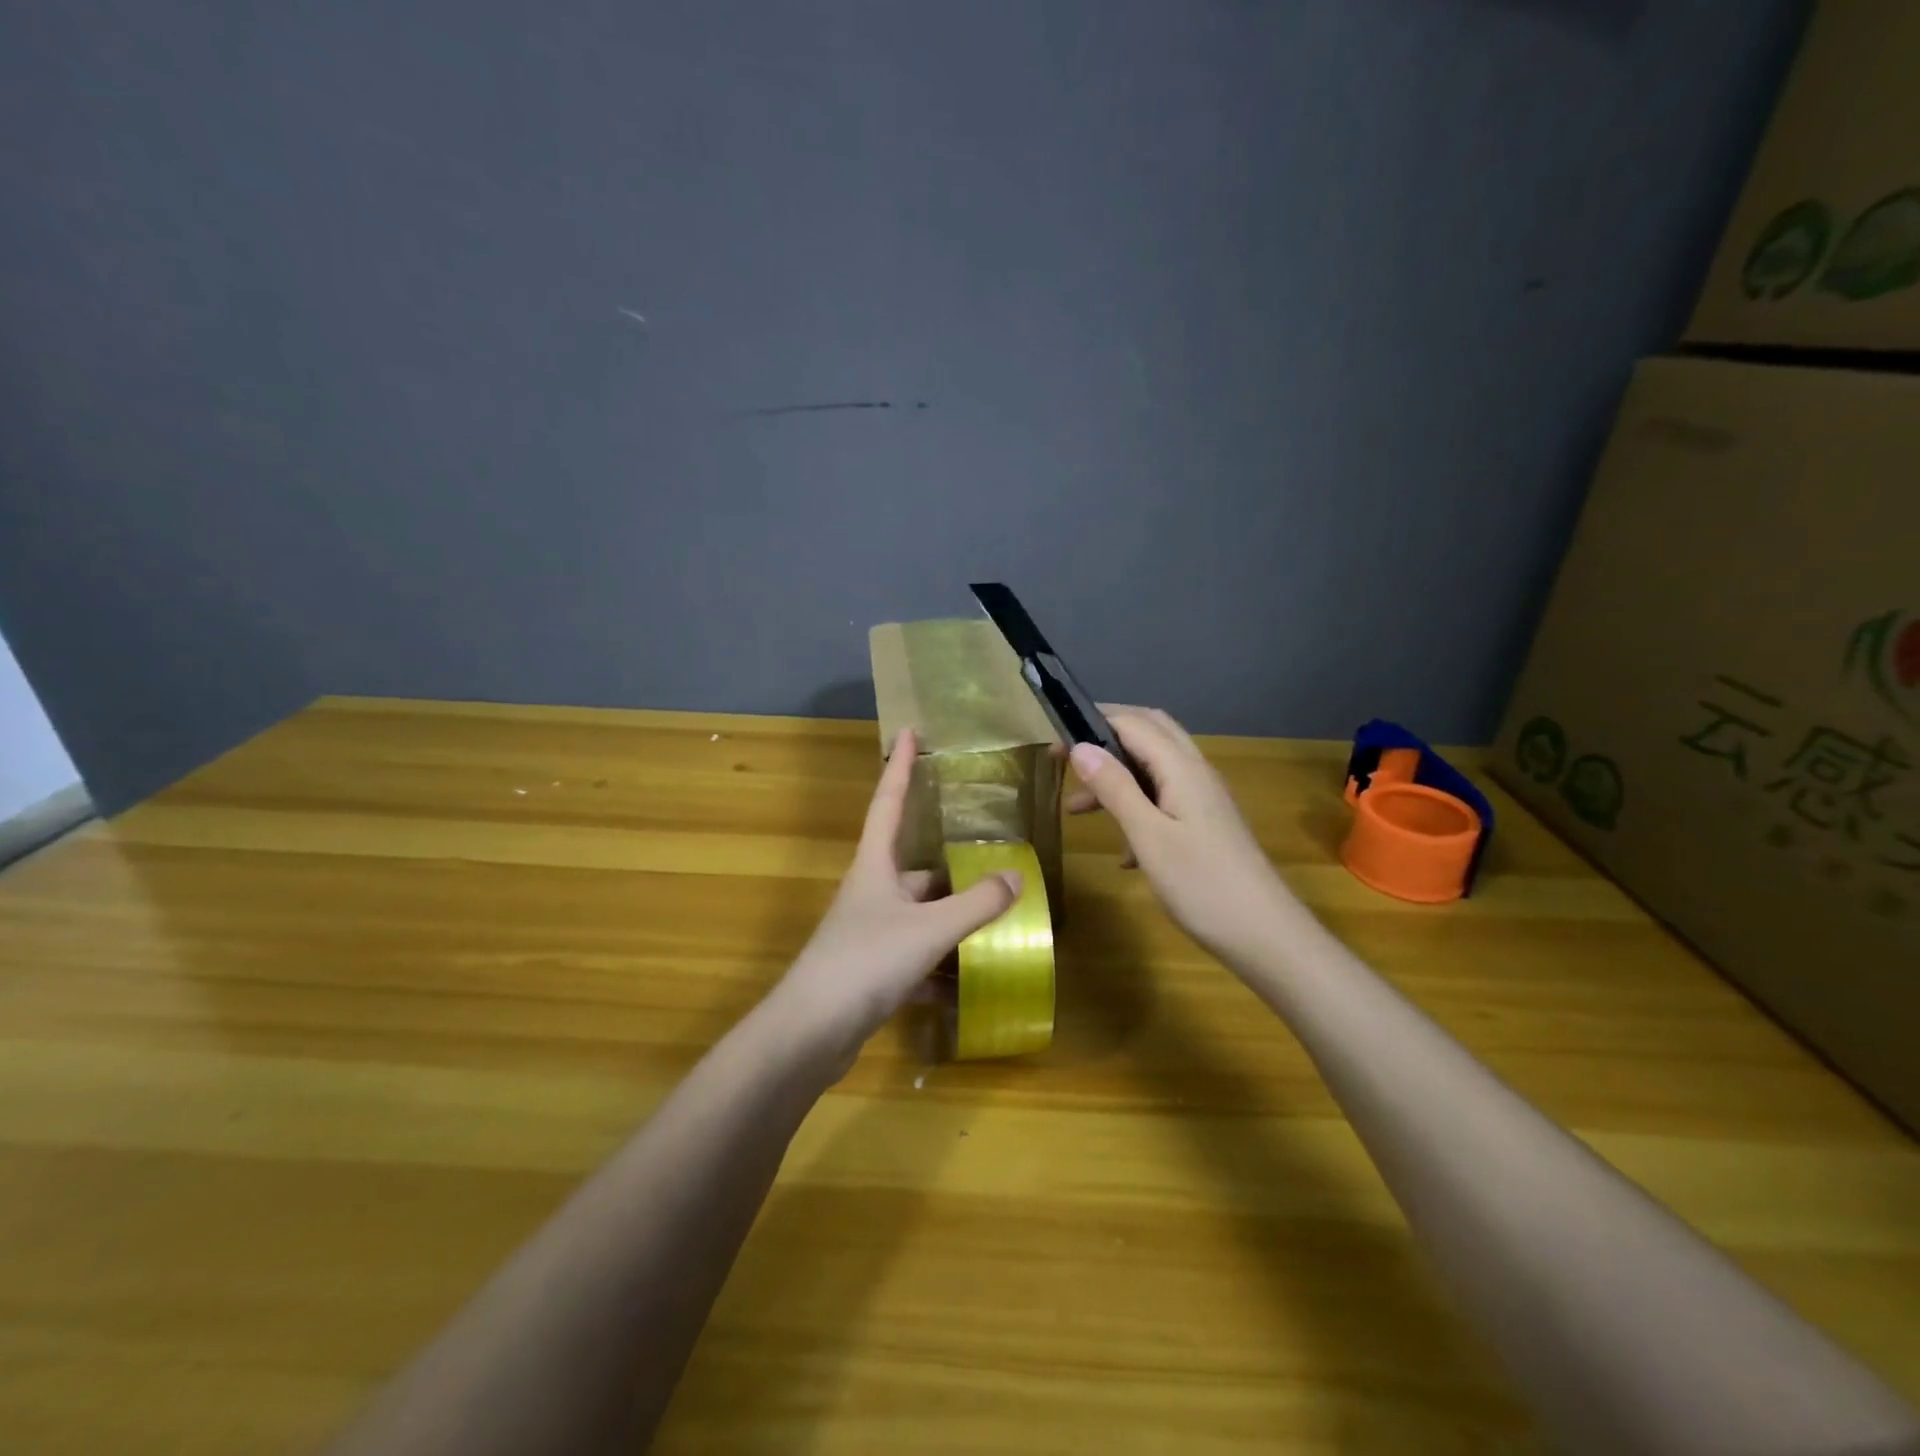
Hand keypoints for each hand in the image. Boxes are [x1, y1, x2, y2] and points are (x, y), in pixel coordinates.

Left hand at [770, 729, 1022, 1065]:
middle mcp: (870, 892)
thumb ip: (975, 904)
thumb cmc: (866, 962)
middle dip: (950, 864)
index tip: (910, 732)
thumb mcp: (929, 928)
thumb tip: (1015, 876)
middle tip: (991, 857)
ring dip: (951, 918)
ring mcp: (869, 932)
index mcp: (874, 866)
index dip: (900, 766)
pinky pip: (916, 955)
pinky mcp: (871, 970)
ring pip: (919, 914)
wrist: (810, 1032)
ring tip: (996, 918)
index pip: (888, 802)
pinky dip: (941, 965)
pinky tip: (971, 979)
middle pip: (914, 866)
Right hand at [1067, 706, 1297, 959]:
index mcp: (1181, 767)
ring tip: (1077, 809)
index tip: (1053, 738)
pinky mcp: (1206, 824)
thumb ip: (1115, 788)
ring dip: (1116, 778)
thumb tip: (1081, 747)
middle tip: (1066, 756)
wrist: (1265, 935)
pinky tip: (1123, 852)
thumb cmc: (1202, 884)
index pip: (1132, 722)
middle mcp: (1195, 772)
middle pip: (1148, 733)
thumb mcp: (1148, 836)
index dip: (1092, 722)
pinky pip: (1164, 799)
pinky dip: (1136, 808)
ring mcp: (1204, 798)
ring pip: (1154, 768)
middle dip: (1105, 737)